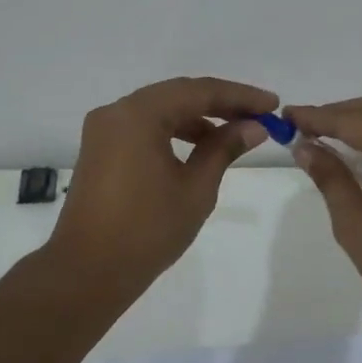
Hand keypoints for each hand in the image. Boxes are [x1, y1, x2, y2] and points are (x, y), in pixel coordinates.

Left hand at [47, 76, 277, 299]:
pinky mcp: (100, 150)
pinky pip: (143, 128)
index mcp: (138, 115)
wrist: (88, 271)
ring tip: (235, 134)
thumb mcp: (196, 188)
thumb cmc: (147, 230)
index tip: (272, 105)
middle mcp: (116, 112)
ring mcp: (104, 131)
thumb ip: (224, 149)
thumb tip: (253, 127)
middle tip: (258, 116)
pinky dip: (173, 132)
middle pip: (177, 95)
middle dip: (220, 104)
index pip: (198, 92)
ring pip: (160, 110)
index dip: (240, 96)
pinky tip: (199, 147)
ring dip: (197, 118)